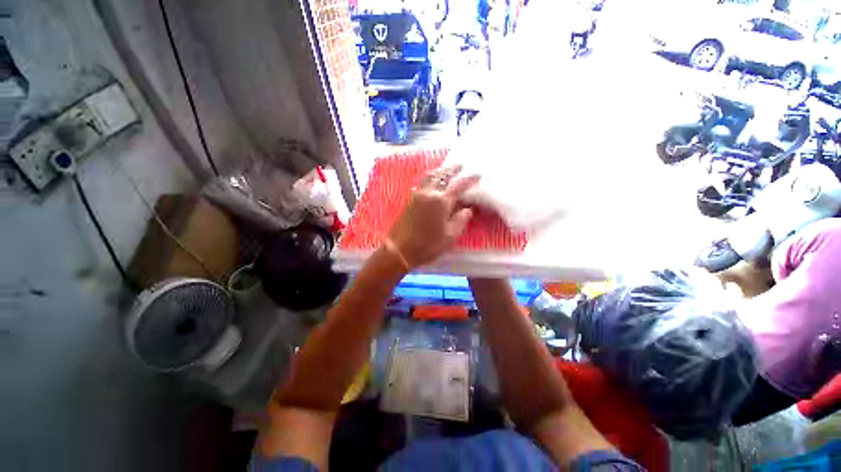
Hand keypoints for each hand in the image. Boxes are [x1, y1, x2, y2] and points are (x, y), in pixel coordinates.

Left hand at [386, 165, 479, 267]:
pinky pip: (422, 183)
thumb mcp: (450, 236)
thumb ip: (461, 220)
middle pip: (442, 176)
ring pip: (430, 177)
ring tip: (446, 170)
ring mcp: (418, 195)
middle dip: (453, 169)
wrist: (399, 249)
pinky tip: (431, 181)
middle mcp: (429, 193)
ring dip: (440, 171)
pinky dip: (429, 178)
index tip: (478, 174)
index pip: (459, 186)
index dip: (470, 179)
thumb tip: (468, 209)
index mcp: (441, 201)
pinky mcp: (410, 200)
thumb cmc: (428, 245)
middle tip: (461, 165)